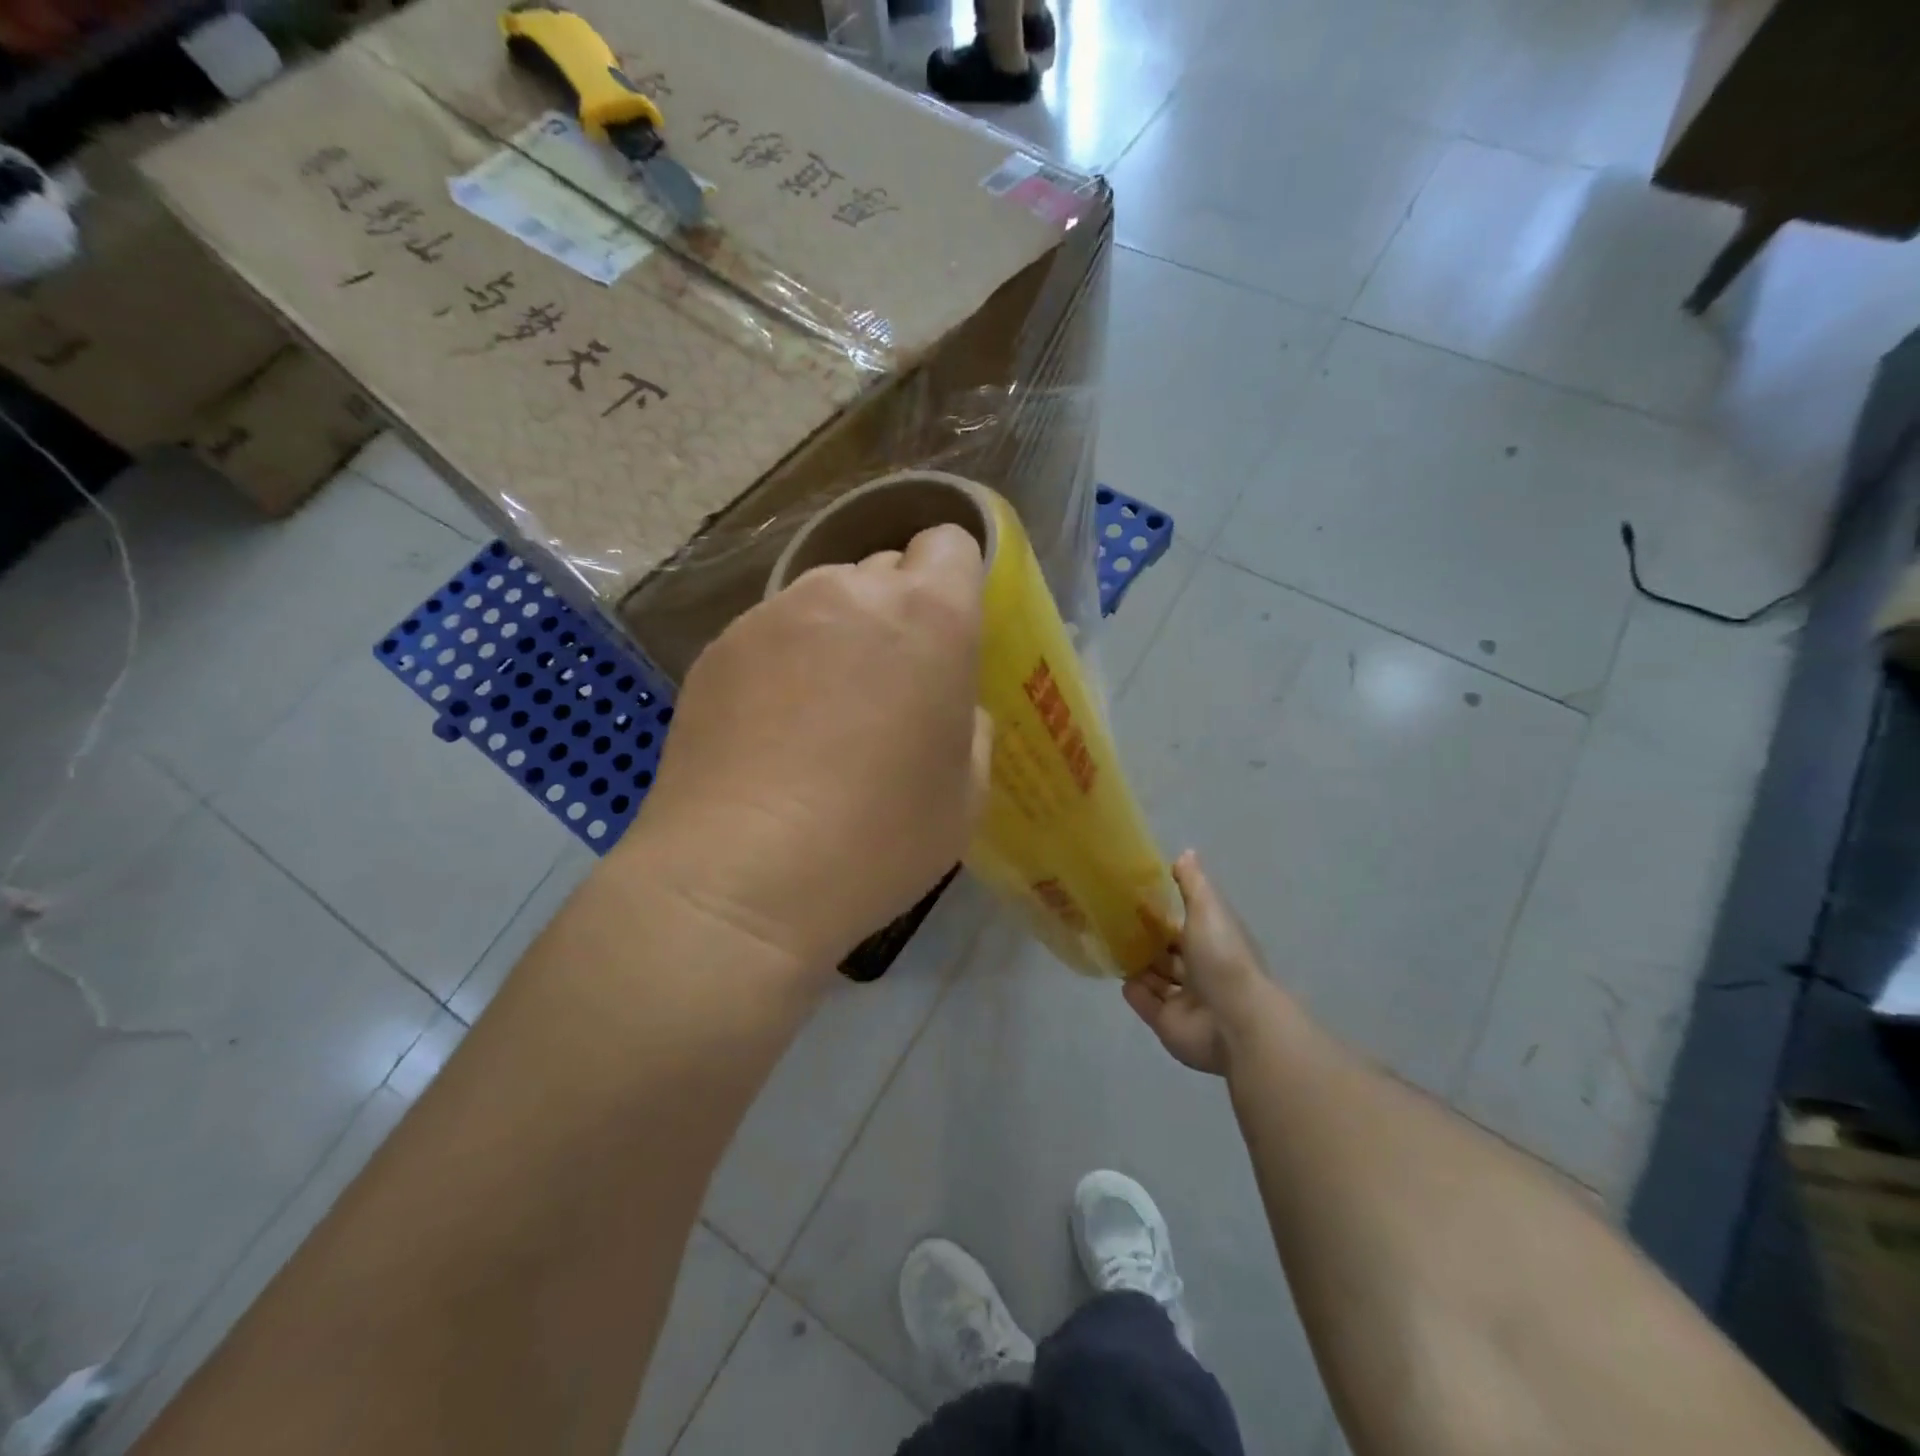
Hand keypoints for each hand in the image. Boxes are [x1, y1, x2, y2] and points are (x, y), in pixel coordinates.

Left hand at [632, 525, 987, 971]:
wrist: (742, 875)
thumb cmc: (880, 838)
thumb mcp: (967, 792)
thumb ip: (968, 724)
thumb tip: (943, 703)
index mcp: (929, 616)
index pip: (948, 543)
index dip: (953, 581)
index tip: (947, 635)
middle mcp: (849, 594)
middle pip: (884, 571)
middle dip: (895, 614)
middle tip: (887, 688)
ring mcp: (773, 614)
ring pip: (823, 602)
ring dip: (836, 637)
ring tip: (821, 716)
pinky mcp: (718, 647)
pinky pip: (770, 635)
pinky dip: (782, 664)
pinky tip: (770, 732)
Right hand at [1124, 852, 1280, 1074]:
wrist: (1233, 1021)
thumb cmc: (1222, 958)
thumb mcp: (1208, 910)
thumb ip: (1193, 884)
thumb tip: (1185, 852)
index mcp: (1213, 942)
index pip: (1184, 925)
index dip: (1162, 914)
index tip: (1134, 899)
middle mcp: (1200, 971)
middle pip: (1168, 953)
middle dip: (1146, 941)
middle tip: (1113, 923)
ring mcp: (1185, 1000)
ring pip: (1156, 977)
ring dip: (1137, 965)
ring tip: (1109, 946)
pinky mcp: (1168, 1024)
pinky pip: (1146, 1003)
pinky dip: (1135, 991)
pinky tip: (1121, 977)